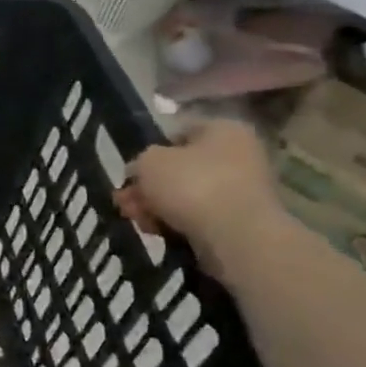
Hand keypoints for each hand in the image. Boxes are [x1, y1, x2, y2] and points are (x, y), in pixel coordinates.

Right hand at [116, 119, 289, 276]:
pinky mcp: (239, 221)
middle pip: (179, 168)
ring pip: (185, 194)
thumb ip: (139, 162)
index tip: (132, 170)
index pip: (179, 132)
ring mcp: (241, 190)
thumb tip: (141, 171)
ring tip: (135, 219)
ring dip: (155, 206)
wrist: (236, 236)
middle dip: (147, 186)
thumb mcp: (148, 162)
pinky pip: (198, 216)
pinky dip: (174, 222)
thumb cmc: (192, 184)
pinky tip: (155, 231)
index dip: (150, 150)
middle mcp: (239, 155)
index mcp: (224, 130)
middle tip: (124, 200)